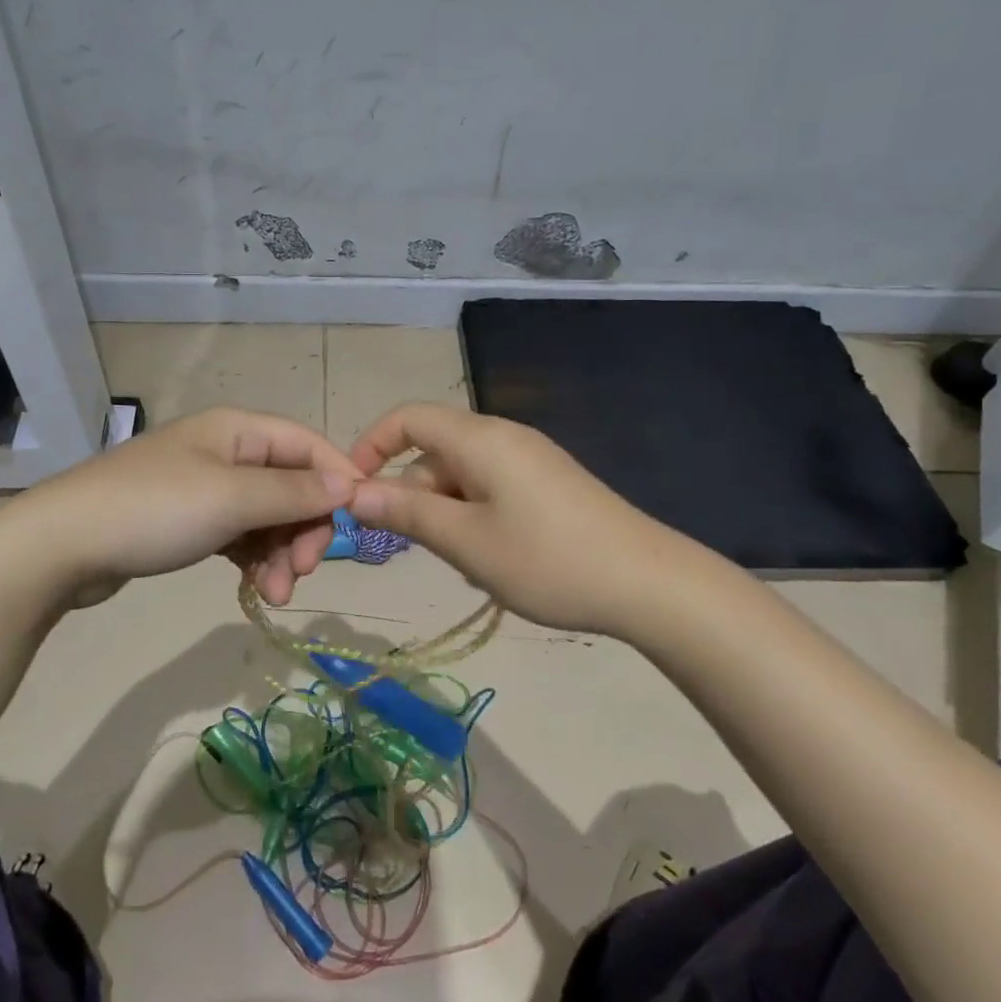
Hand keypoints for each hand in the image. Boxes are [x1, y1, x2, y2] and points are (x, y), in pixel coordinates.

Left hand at [28, 407, 360, 607]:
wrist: (61, 546)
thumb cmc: (154, 510)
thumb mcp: (231, 498)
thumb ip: (294, 492)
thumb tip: (349, 483)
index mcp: (237, 430)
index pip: (307, 444)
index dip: (337, 478)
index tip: (358, 523)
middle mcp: (225, 451)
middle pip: (290, 484)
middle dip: (303, 529)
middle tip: (301, 573)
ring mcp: (205, 487)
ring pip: (266, 516)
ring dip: (279, 554)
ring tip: (273, 595)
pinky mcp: (188, 521)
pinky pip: (239, 535)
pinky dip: (253, 560)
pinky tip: (254, 589)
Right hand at [348, 403, 670, 633]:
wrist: (649, 584)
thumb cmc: (547, 560)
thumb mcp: (465, 541)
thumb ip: (406, 512)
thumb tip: (353, 492)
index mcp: (479, 438)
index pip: (407, 417)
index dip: (371, 446)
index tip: (351, 491)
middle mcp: (502, 437)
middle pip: (433, 451)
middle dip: (411, 494)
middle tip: (412, 548)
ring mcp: (529, 461)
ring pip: (461, 477)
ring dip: (445, 514)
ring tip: (465, 564)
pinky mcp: (547, 484)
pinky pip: (489, 490)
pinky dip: (473, 518)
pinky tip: (493, 561)